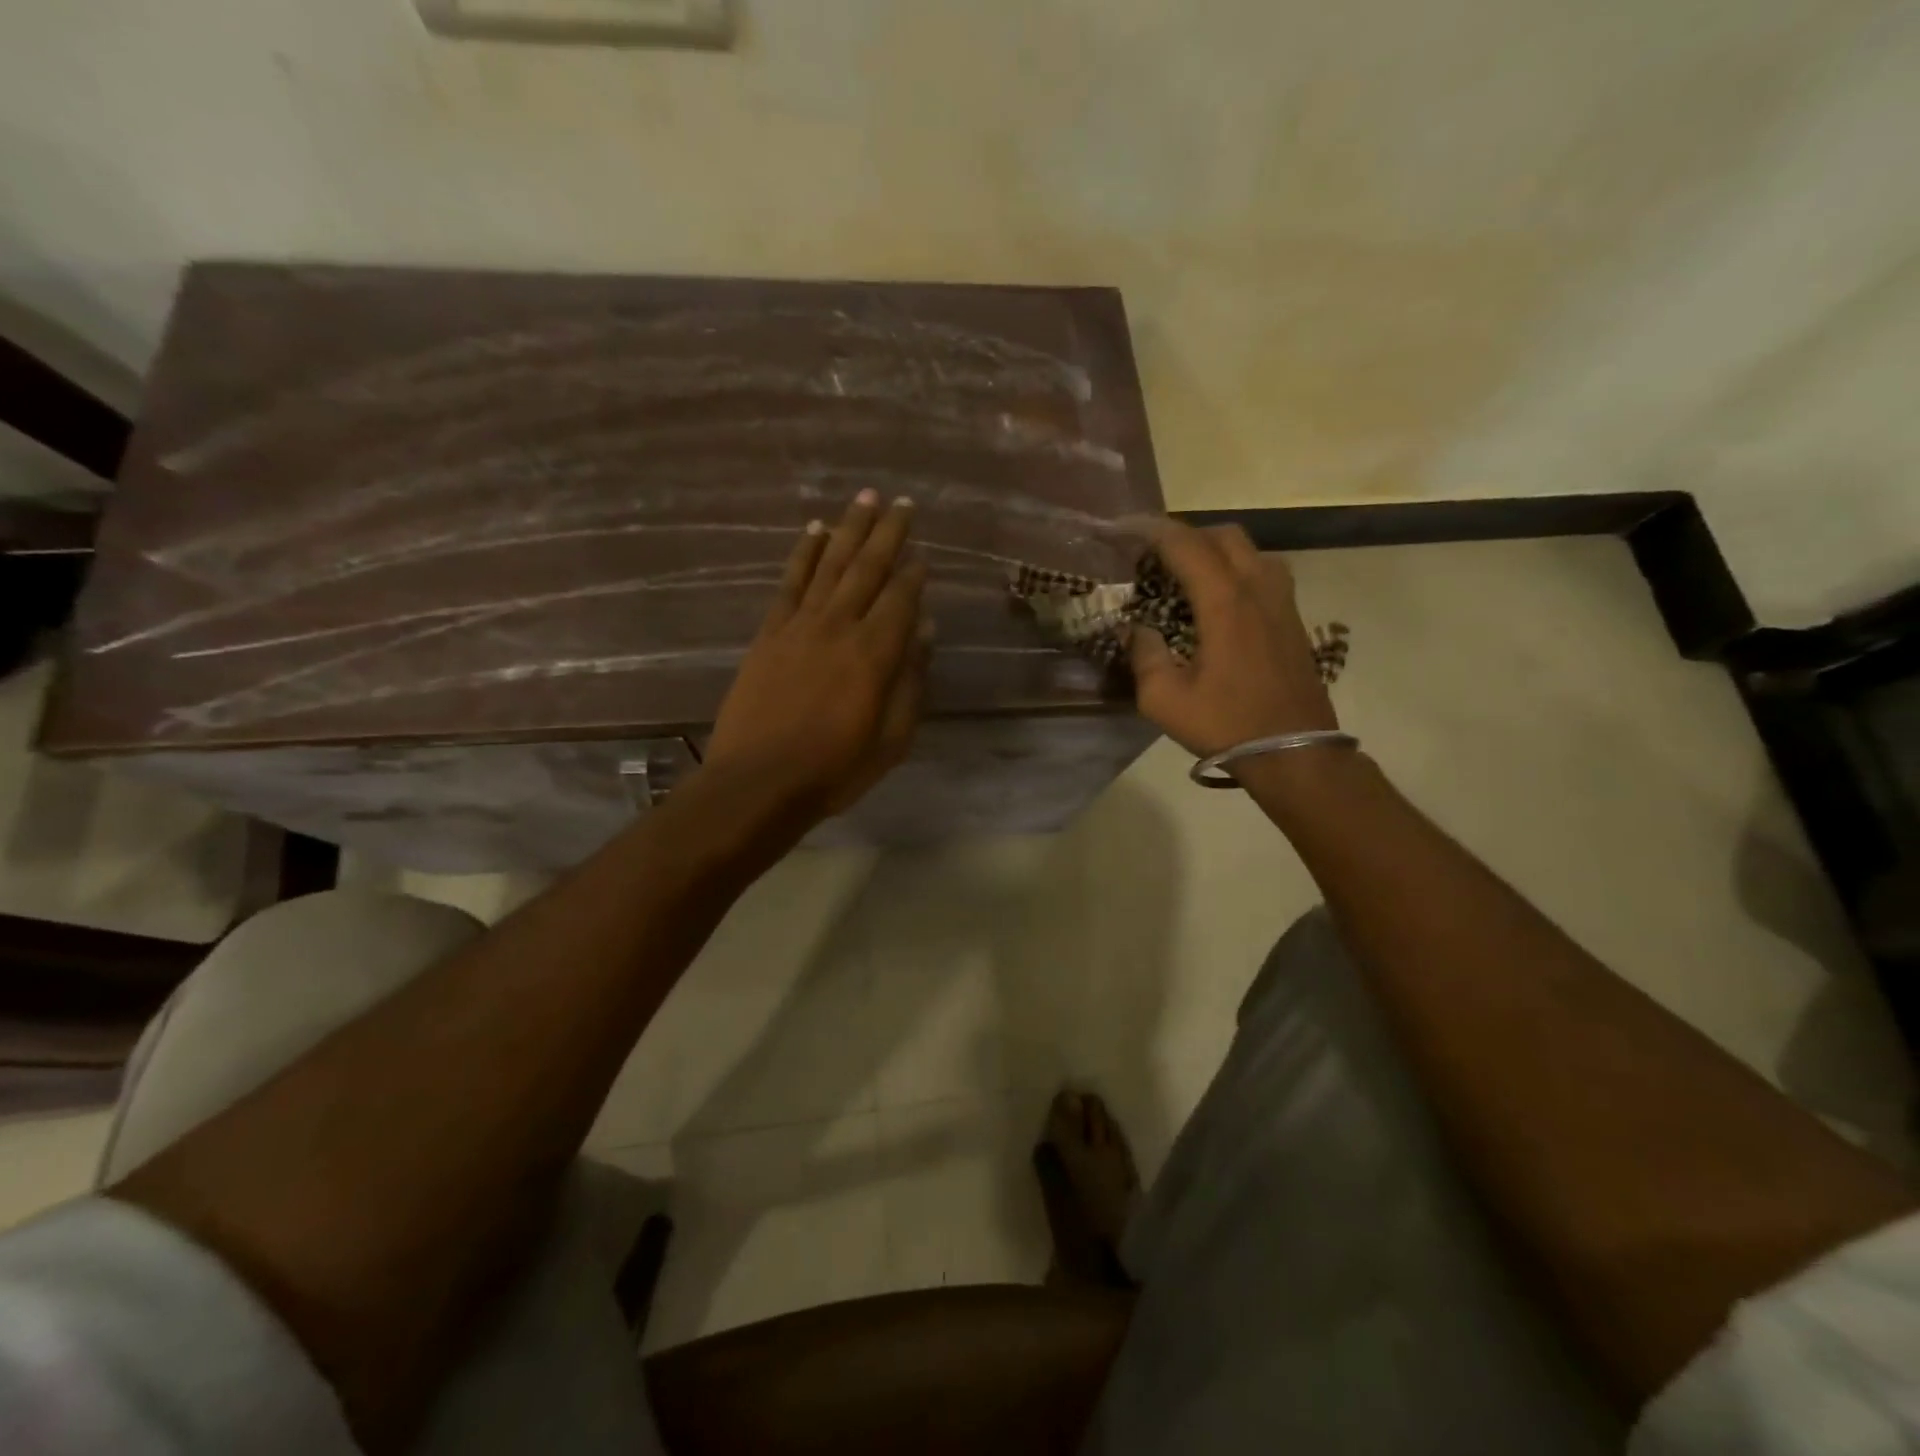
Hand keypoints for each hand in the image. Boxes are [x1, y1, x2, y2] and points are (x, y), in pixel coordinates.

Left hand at [702, 490, 930, 822]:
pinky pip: (791, 582)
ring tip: (865, 498)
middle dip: (888, 533)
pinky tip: (816, 530)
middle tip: (902, 502)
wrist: (758, 782)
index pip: (901, 598)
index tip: (925, 554)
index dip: (915, 573)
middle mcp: (839, 626)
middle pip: (868, 568)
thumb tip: (924, 630)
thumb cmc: (834, 769)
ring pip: (831, 564)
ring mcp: (800, 625)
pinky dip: (805, 553)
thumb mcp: (891, 739)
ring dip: (850, 528)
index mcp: (875, 654)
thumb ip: (910, 681)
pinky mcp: (769, 633)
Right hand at [1126, 516, 1336, 756]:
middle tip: (1155, 555)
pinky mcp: (1294, 620)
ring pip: (1251, 551)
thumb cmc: (1226, 724)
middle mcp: (1258, 589)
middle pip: (1224, 536)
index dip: (1152, 531)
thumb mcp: (1164, 699)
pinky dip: (1238, 569)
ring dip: (1217, 550)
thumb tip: (1134, 629)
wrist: (1294, 753)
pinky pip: (1265, 573)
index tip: (1125, 529)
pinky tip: (1219, 600)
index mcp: (1225, 602)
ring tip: (1188, 573)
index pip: (1187, 545)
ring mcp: (1282, 602)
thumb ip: (1144, 655)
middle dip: (1186, 535)